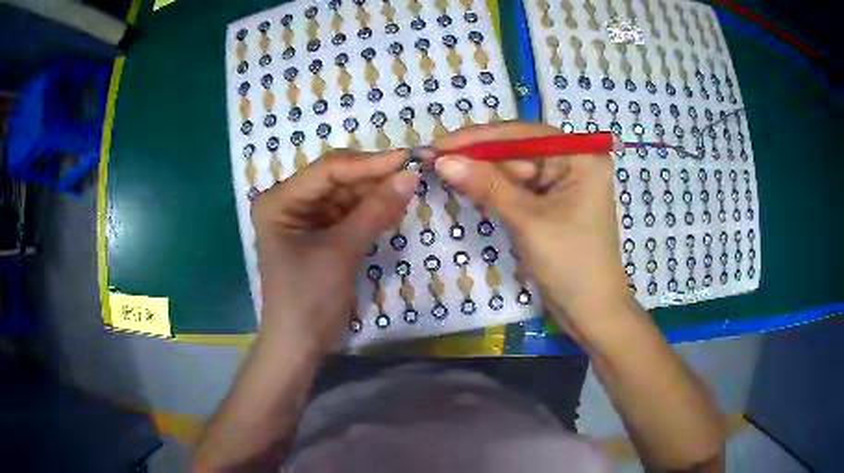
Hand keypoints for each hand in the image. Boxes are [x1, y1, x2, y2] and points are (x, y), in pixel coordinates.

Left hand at [251, 149, 418, 352]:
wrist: (300, 344)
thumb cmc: (309, 298)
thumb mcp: (341, 251)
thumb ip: (375, 211)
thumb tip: (411, 176)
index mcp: (279, 200)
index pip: (328, 170)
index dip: (369, 163)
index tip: (408, 158)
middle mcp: (288, 201)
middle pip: (336, 179)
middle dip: (373, 178)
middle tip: (414, 173)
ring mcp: (304, 217)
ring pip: (345, 194)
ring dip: (375, 193)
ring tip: (409, 188)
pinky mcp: (319, 233)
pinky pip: (348, 213)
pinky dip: (369, 211)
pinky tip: (393, 207)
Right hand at [432, 122, 630, 331]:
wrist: (591, 311)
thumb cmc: (570, 263)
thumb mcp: (528, 221)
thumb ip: (487, 185)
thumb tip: (443, 160)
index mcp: (581, 157)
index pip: (524, 134)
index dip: (479, 138)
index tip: (440, 144)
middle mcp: (575, 162)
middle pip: (519, 148)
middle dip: (479, 155)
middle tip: (435, 160)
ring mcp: (564, 183)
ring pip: (517, 168)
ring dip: (484, 172)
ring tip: (445, 171)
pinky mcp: (554, 203)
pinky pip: (520, 187)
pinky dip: (496, 188)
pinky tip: (470, 185)